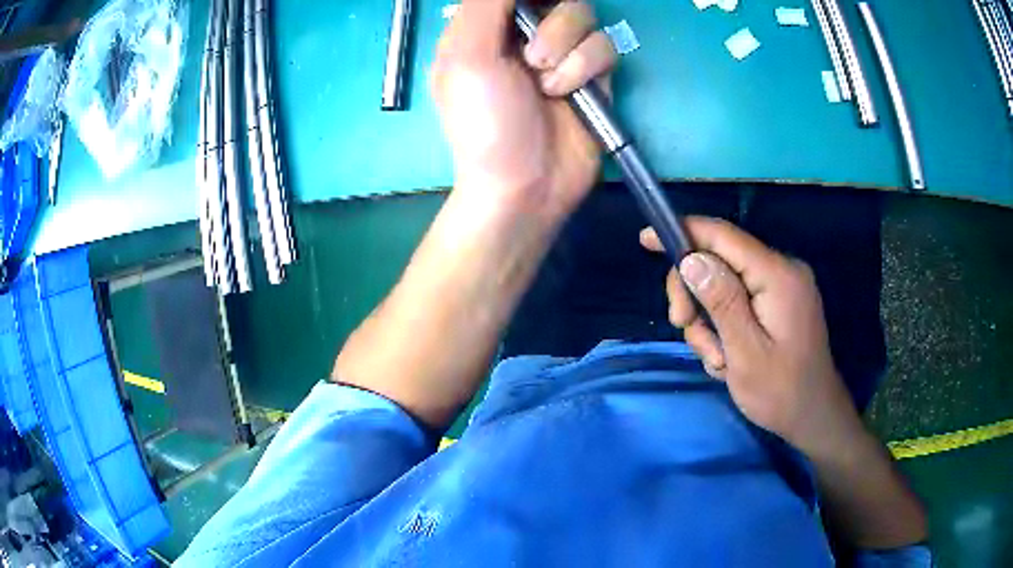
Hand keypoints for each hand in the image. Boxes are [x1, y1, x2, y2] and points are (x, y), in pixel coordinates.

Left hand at [432, 0, 617, 219]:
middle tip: (533, 57)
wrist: (525, 185)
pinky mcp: (592, 75)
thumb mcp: (466, 57)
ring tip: (547, 84)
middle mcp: (523, 33)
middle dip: (553, 24)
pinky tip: (569, 94)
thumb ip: (485, 5)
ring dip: (568, 48)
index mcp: (486, 27)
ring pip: (585, 16)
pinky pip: (605, 46)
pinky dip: (587, 68)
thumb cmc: (484, 122)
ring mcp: (561, 52)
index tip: (535, 10)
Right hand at [641, 217, 855, 450]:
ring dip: (708, 320)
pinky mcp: (778, 302)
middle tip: (683, 327)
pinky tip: (727, 357)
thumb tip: (691, 259)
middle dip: (694, 293)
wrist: (814, 417)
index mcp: (778, 276)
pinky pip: (738, 300)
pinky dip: (723, 326)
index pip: (724, 237)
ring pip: (723, 284)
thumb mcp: (745, 353)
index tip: (646, 238)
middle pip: (719, 260)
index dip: (683, 232)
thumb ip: (721, 301)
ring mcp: (781, 286)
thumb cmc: (781, 393)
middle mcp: (782, 270)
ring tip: (717, 359)